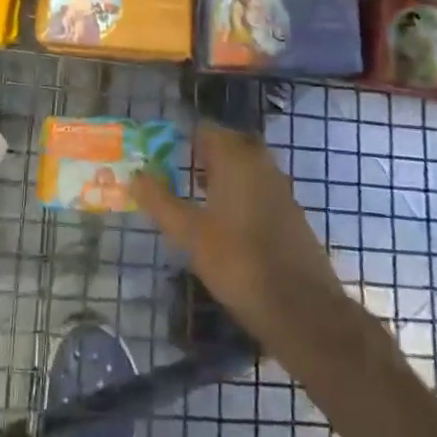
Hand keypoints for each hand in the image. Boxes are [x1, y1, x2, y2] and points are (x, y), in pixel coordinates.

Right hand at [133, 124, 358, 367]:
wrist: (301, 308)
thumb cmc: (238, 262)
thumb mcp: (189, 234)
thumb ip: (160, 201)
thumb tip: (135, 175)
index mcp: (236, 158)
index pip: (206, 129)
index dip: (183, 139)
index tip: (163, 156)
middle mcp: (261, 163)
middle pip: (229, 143)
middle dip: (204, 154)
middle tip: (180, 174)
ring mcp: (280, 187)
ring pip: (246, 165)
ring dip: (223, 173)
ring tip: (198, 198)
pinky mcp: (291, 211)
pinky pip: (260, 186)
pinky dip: (242, 192)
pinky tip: (227, 223)